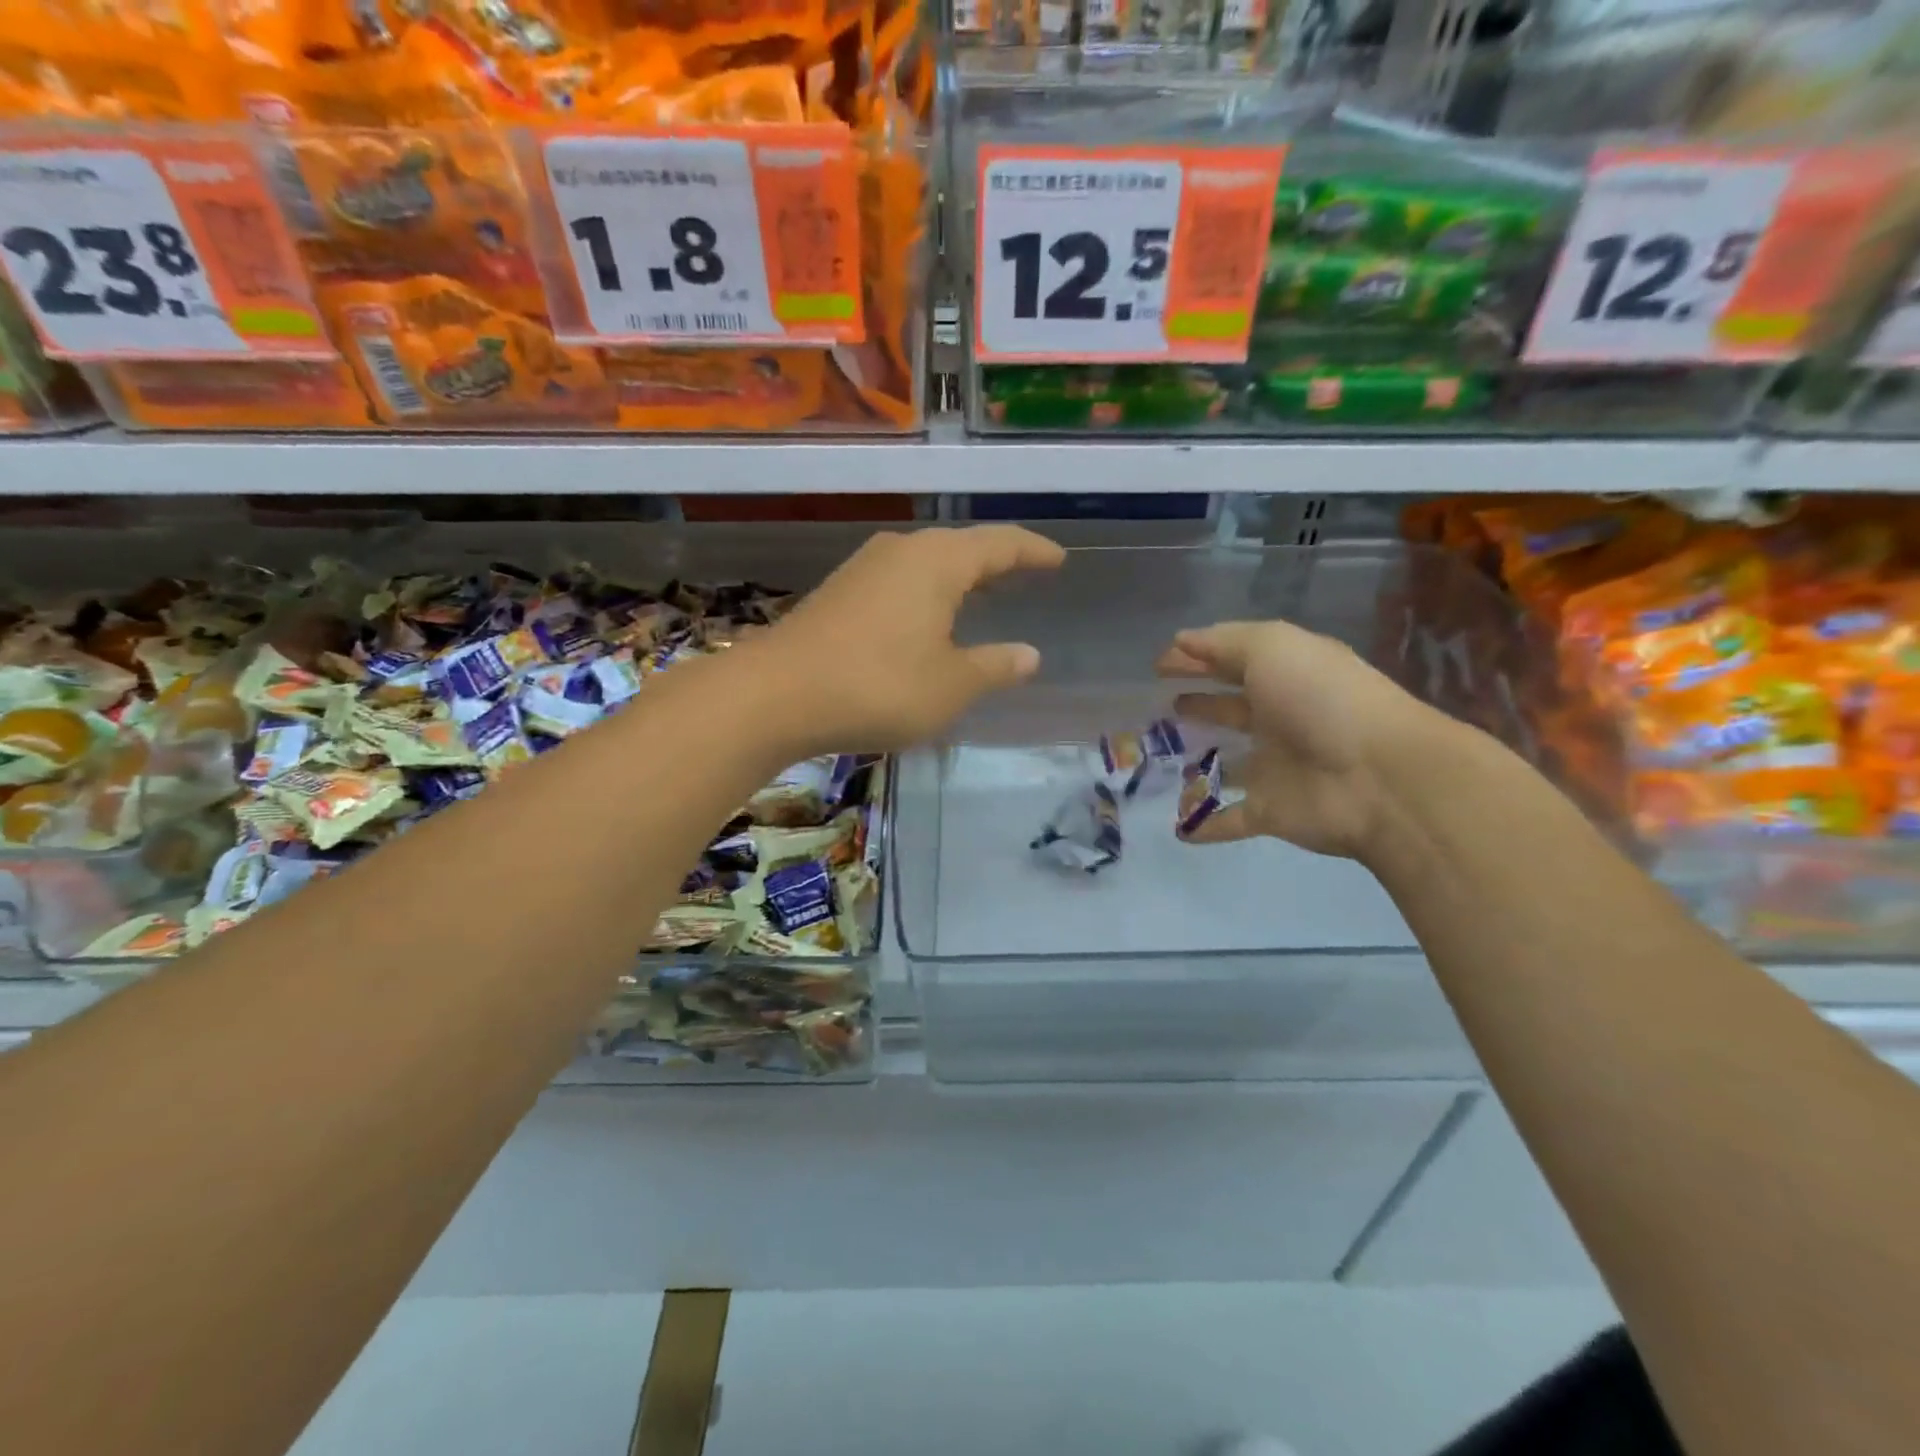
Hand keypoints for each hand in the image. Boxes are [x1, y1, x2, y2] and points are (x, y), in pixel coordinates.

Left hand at [752, 526, 1065, 752]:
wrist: (775, 694)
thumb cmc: (878, 686)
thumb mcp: (951, 685)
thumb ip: (994, 666)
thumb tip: (1029, 654)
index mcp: (938, 562)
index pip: (1000, 544)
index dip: (1033, 551)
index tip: (1058, 559)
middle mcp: (902, 551)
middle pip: (961, 548)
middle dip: (996, 562)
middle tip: (1025, 574)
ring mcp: (864, 568)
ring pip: (927, 564)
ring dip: (958, 578)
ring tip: (982, 595)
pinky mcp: (839, 592)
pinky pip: (899, 582)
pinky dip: (926, 594)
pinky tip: (927, 618)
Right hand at [1157, 619, 1447, 859]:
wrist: (1379, 777)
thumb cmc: (1321, 700)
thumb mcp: (1272, 648)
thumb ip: (1224, 643)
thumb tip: (1179, 641)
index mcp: (1286, 676)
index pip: (1233, 661)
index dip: (1196, 658)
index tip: (1157, 665)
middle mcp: (1282, 719)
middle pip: (1233, 709)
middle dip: (1202, 703)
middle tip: (1162, 705)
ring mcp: (1277, 768)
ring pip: (1232, 765)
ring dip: (1204, 763)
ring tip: (1162, 759)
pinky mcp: (1271, 811)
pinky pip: (1231, 818)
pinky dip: (1206, 824)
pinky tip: (1178, 828)